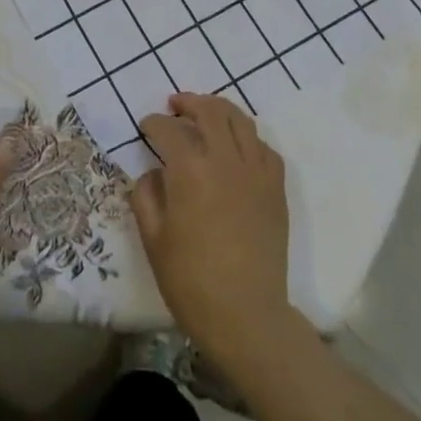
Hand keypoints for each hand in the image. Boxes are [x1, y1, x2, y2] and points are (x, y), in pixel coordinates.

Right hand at [134, 93, 293, 363]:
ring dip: (219, 110)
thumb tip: (153, 173)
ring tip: (205, 115)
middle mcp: (225, 160)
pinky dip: (248, 138)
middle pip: (210, 111)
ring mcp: (256, 172)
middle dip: (188, 103)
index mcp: (190, 170)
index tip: (145, 128)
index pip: (168, 129)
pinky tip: (237, 147)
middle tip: (175, 106)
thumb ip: (146, 195)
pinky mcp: (276, 189)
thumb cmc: (190, 281)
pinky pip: (264, 148)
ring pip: (241, 121)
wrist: (246, 317)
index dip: (152, 123)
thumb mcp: (153, 238)